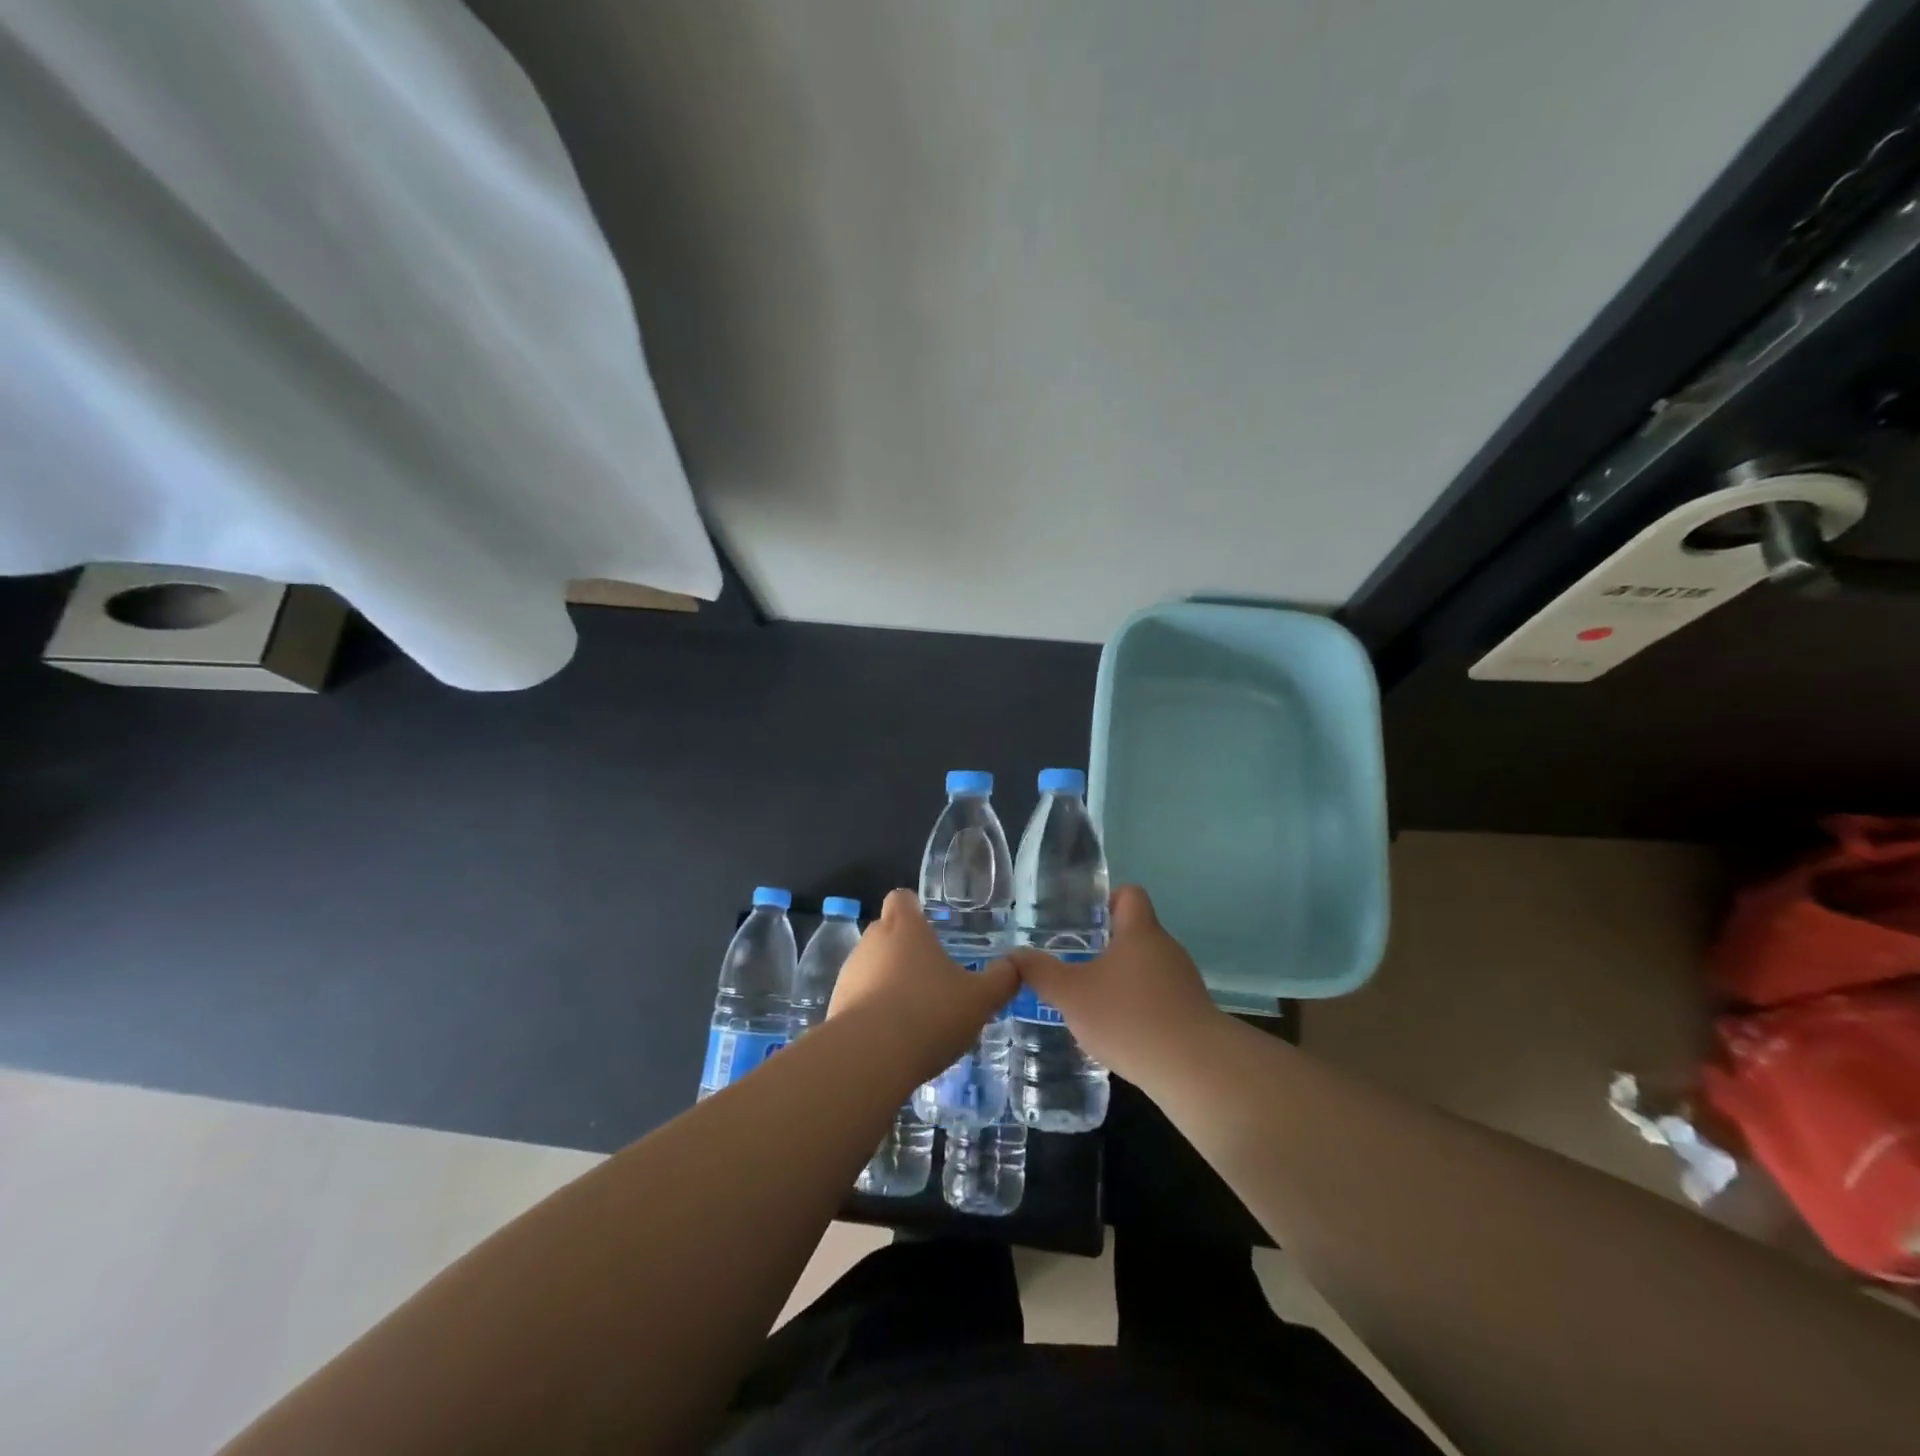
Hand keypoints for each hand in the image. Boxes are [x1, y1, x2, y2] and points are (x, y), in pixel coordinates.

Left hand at [828, 889, 1017, 1080]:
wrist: (869, 1059)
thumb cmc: (929, 1014)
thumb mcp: (979, 999)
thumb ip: (1001, 980)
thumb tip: (1017, 965)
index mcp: (905, 927)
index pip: (902, 898)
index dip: (915, 908)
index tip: (930, 927)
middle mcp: (872, 941)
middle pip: (886, 931)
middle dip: (904, 947)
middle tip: (932, 974)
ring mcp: (849, 973)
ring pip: (871, 965)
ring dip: (888, 980)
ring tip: (915, 1011)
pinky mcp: (835, 1006)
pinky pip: (858, 997)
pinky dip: (873, 1009)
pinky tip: (893, 1036)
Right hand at [1007, 885, 1225, 1083]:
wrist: (1194, 1069)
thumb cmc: (1129, 1017)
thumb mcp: (1071, 995)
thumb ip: (1040, 973)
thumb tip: (1014, 956)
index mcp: (1140, 932)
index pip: (1130, 894)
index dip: (1107, 899)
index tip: (1084, 919)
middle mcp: (1166, 948)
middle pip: (1137, 932)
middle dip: (1107, 946)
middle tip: (1076, 963)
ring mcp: (1184, 981)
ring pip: (1147, 968)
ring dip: (1123, 979)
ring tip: (1093, 1001)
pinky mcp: (1192, 1013)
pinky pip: (1160, 997)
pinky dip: (1140, 1006)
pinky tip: (1120, 1032)